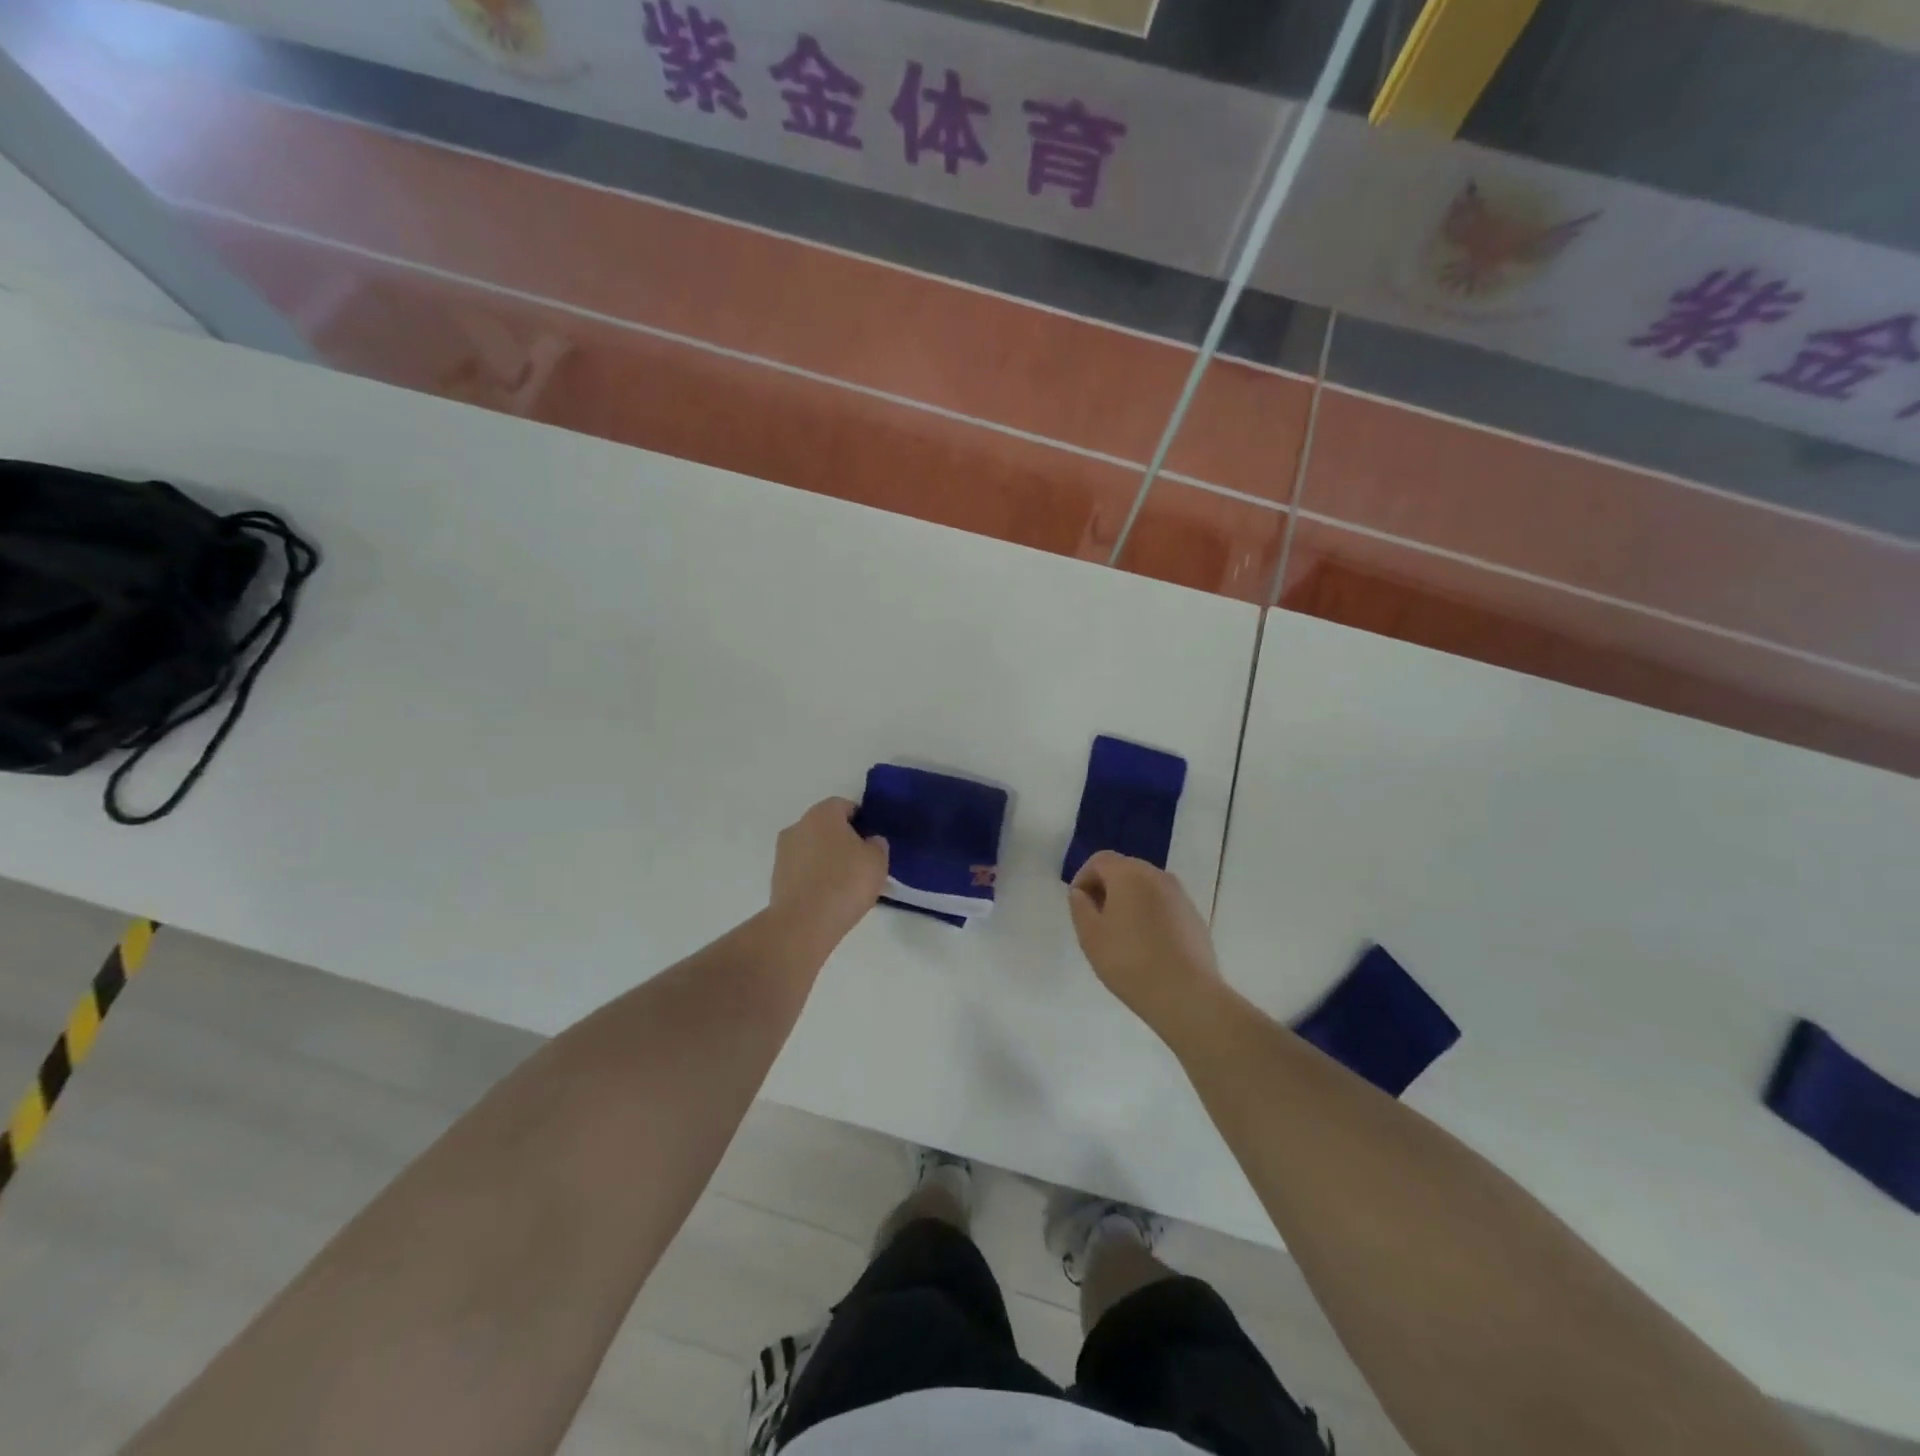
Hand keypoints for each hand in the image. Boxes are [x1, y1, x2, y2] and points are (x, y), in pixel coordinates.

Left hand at [769, 797, 888, 942]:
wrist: (804, 922)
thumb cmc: (846, 882)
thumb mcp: (877, 861)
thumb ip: (877, 845)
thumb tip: (870, 842)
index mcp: (823, 813)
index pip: (844, 806)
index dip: (861, 820)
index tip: (871, 841)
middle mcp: (798, 825)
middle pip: (825, 826)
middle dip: (842, 839)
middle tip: (860, 862)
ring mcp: (783, 852)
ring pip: (812, 848)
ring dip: (826, 858)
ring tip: (844, 884)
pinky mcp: (776, 877)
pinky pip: (802, 870)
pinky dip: (814, 877)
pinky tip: (828, 896)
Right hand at [1069, 852, 1227, 1044]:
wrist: (1186, 994)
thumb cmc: (1129, 961)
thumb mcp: (1090, 936)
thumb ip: (1080, 907)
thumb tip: (1081, 893)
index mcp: (1129, 874)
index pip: (1100, 860)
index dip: (1083, 877)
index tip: (1078, 905)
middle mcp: (1158, 876)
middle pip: (1125, 869)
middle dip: (1106, 888)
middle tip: (1096, 919)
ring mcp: (1180, 896)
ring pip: (1146, 887)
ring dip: (1129, 901)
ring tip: (1120, 934)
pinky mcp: (1194, 917)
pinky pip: (1164, 905)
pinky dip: (1150, 914)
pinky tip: (1147, 945)